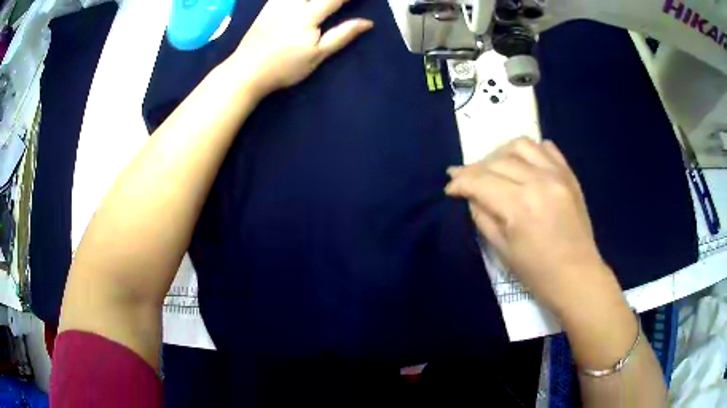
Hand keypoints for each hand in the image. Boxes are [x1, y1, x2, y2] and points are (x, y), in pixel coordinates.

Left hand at [231, 0, 372, 96]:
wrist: (246, 71)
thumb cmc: (284, 67)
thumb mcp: (317, 55)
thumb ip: (342, 35)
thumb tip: (367, 23)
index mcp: (308, 15)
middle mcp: (292, 3)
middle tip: (338, 1)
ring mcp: (277, 3)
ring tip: (322, 2)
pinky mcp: (267, 6)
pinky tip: (301, 1)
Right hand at [445, 138, 617, 314]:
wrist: (577, 275)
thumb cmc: (536, 272)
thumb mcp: (501, 249)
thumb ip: (482, 216)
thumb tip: (471, 195)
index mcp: (519, 206)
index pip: (479, 181)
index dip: (459, 182)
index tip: (450, 188)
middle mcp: (538, 181)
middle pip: (497, 161)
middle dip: (475, 169)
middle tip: (466, 179)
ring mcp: (557, 174)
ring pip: (520, 145)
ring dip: (500, 153)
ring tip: (494, 168)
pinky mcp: (569, 175)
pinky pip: (546, 147)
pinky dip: (530, 151)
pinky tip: (524, 164)